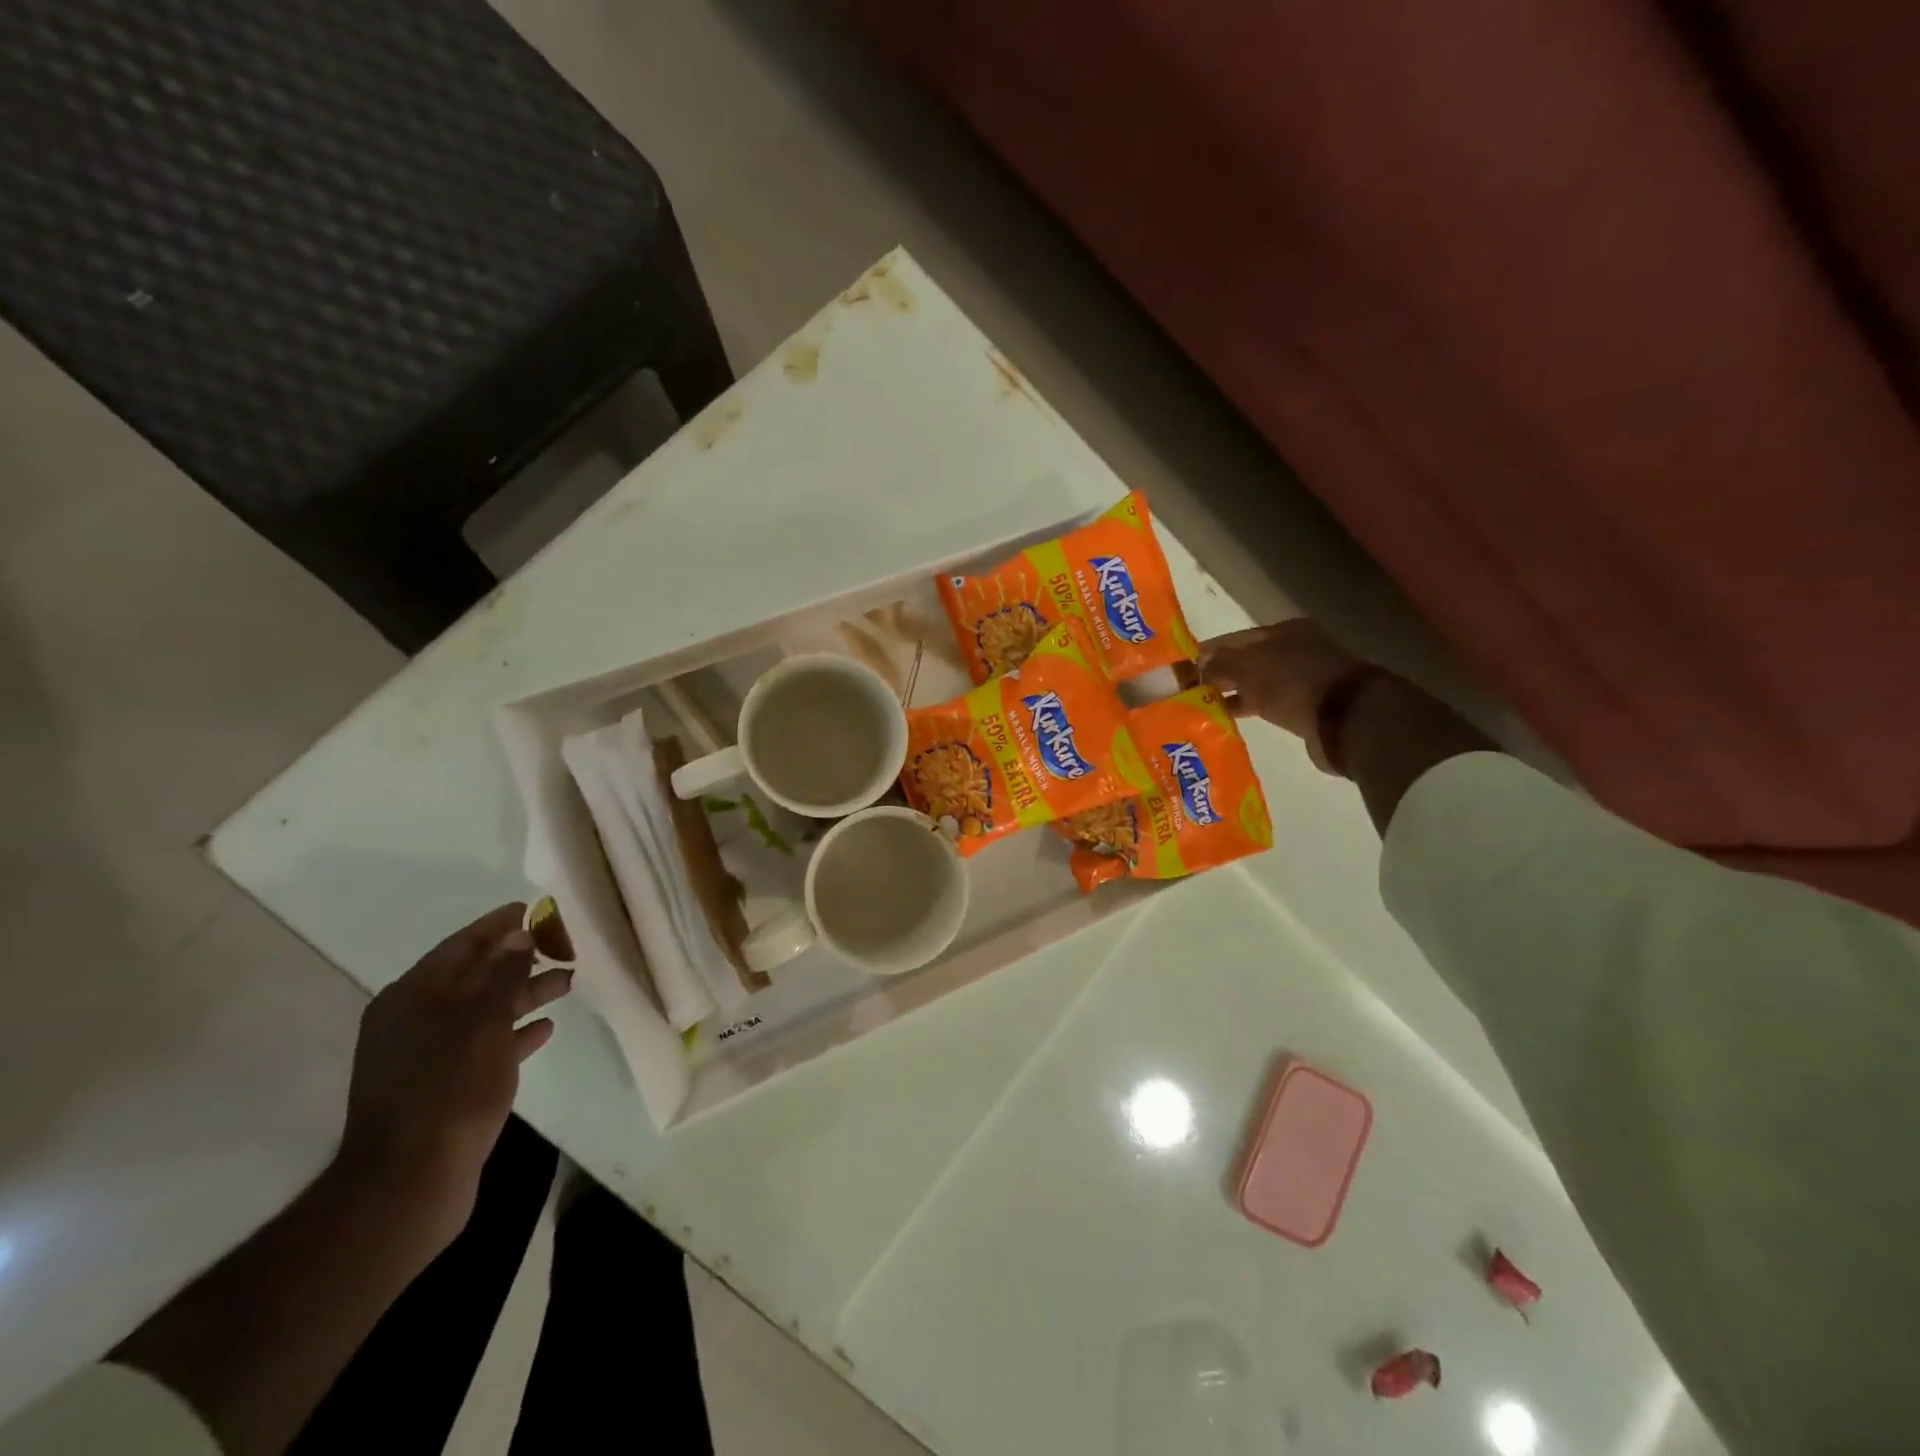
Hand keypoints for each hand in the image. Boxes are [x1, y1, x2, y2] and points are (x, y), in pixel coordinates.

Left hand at [334, 903, 570, 1251]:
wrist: (410, 1181)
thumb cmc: (448, 1089)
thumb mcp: (481, 1022)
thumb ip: (502, 974)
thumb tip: (518, 933)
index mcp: (413, 996)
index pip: (462, 945)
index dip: (500, 924)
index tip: (539, 908)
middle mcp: (415, 1019)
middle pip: (475, 975)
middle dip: (519, 957)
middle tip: (565, 944)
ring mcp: (428, 1055)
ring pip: (485, 1010)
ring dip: (524, 993)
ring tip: (568, 982)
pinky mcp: (444, 1086)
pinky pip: (486, 1045)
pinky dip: (514, 1032)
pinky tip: (546, 1028)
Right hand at [1199, 619, 1363, 766]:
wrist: (1345, 719)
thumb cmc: (1292, 682)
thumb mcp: (1248, 668)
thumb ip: (1220, 664)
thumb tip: (1197, 664)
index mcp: (1284, 631)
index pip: (1237, 638)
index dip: (1210, 651)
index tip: (1185, 666)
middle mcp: (1295, 650)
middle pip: (1248, 660)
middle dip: (1220, 673)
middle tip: (1190, 688)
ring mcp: (1303, 679)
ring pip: (1257, 683)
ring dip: (1233, 692)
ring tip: (1203, 705)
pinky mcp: (1306, 706)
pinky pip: (1268, 703)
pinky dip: (1249, 707)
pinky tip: (1229, 716)